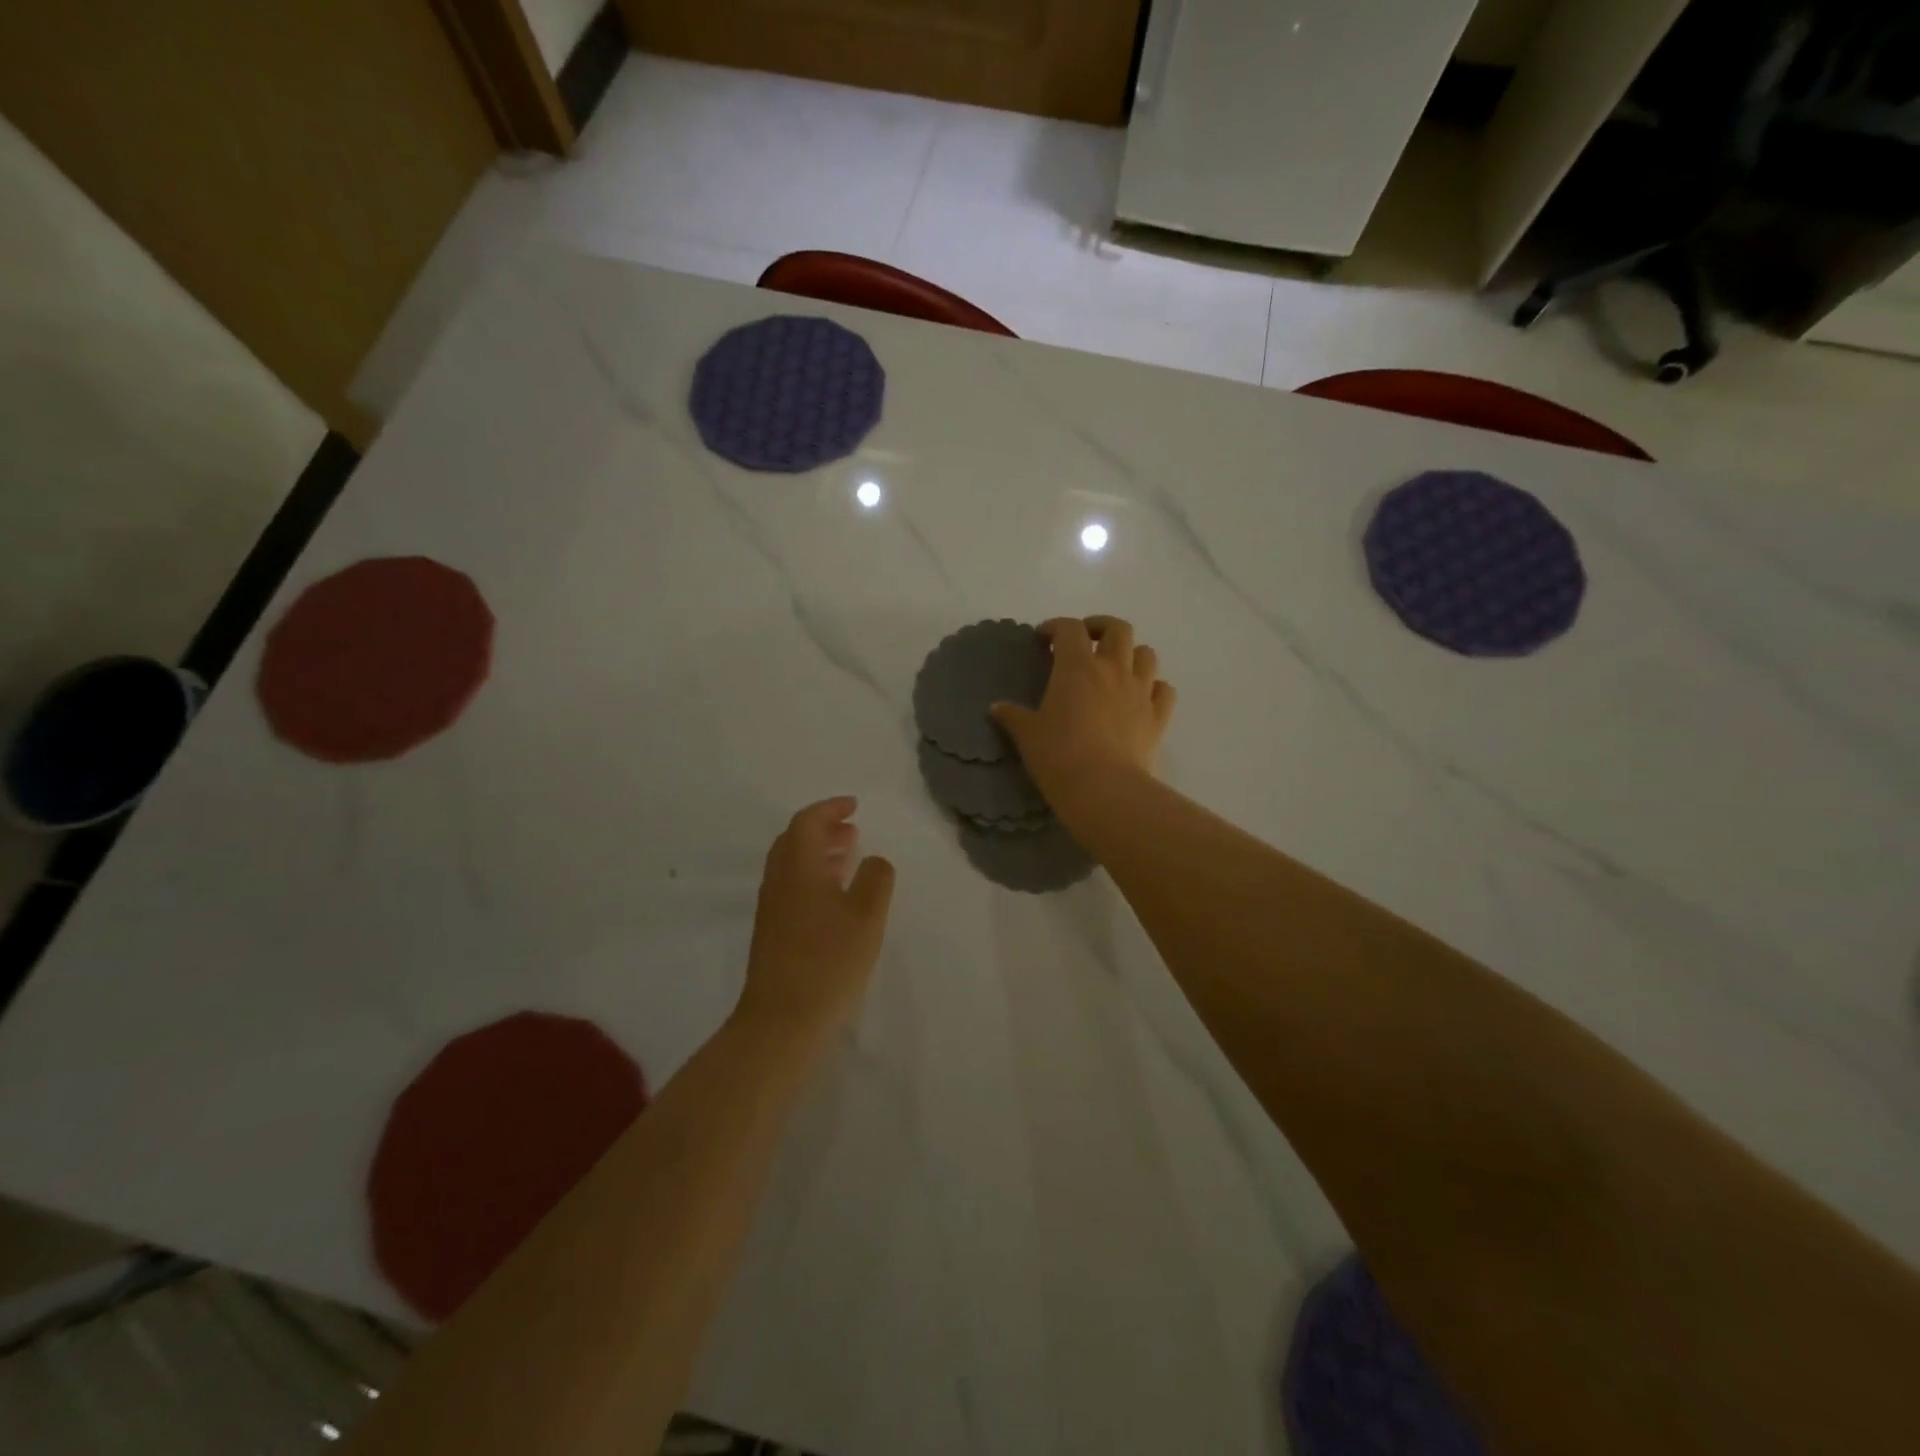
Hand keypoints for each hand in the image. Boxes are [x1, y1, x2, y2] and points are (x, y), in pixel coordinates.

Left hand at [737, 797, 894, 1039]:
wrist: (782, 1021)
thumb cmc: (829, 961)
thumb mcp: (866, 916)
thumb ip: (876, 878)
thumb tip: (875, 860)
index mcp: (797, 867)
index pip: (807, 822)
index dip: (830, 808)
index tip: (854, 806)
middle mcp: (778, 881)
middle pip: (794, 840)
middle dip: (824, 828)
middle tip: (853, 829)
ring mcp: (771, 908)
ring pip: (792, 865)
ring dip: (819, 853)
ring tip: (850, 856)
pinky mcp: (772, 933)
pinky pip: (792, 887)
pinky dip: (814, 876)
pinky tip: (836, 897)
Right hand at [991, 616, 1175, 805]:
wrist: (1104, 789)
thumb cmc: (1059, 756)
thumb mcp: (1027, 735)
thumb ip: (1013, 716)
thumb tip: (997, 708)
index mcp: (1077, 667)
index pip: (1069, 629)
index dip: (1055, 627)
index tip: (1043, 639)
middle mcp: (1113, 670)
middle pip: (1117, 629)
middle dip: (1101, 627)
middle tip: (1086, 640)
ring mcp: (1141, 692)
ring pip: (1147, 654)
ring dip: (1132, 654)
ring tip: (1117, 667)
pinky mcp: (1158, 717)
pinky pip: (1164, 690)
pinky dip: (1154, 687)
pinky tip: (1142, 697)